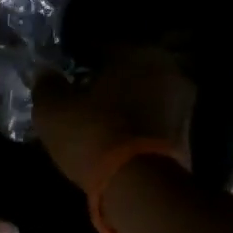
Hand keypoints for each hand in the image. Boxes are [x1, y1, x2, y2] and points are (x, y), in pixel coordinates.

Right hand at [33, 46, 195, 188]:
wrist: (140, 187)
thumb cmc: (93, 134)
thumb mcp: (53, 110)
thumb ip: (47, 86)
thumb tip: (46, 74)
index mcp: (138, 52)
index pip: (103, 45)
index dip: (80, 58)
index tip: (64, 72)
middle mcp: (169, 70)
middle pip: (130, 70)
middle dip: (107, 81)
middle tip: (82, 96)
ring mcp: (183, 105)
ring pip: (144, 97)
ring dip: (125, 105)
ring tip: (99, 121)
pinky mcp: (187, 138)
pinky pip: (153, 123)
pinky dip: (136, 127)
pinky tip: (116, 140)